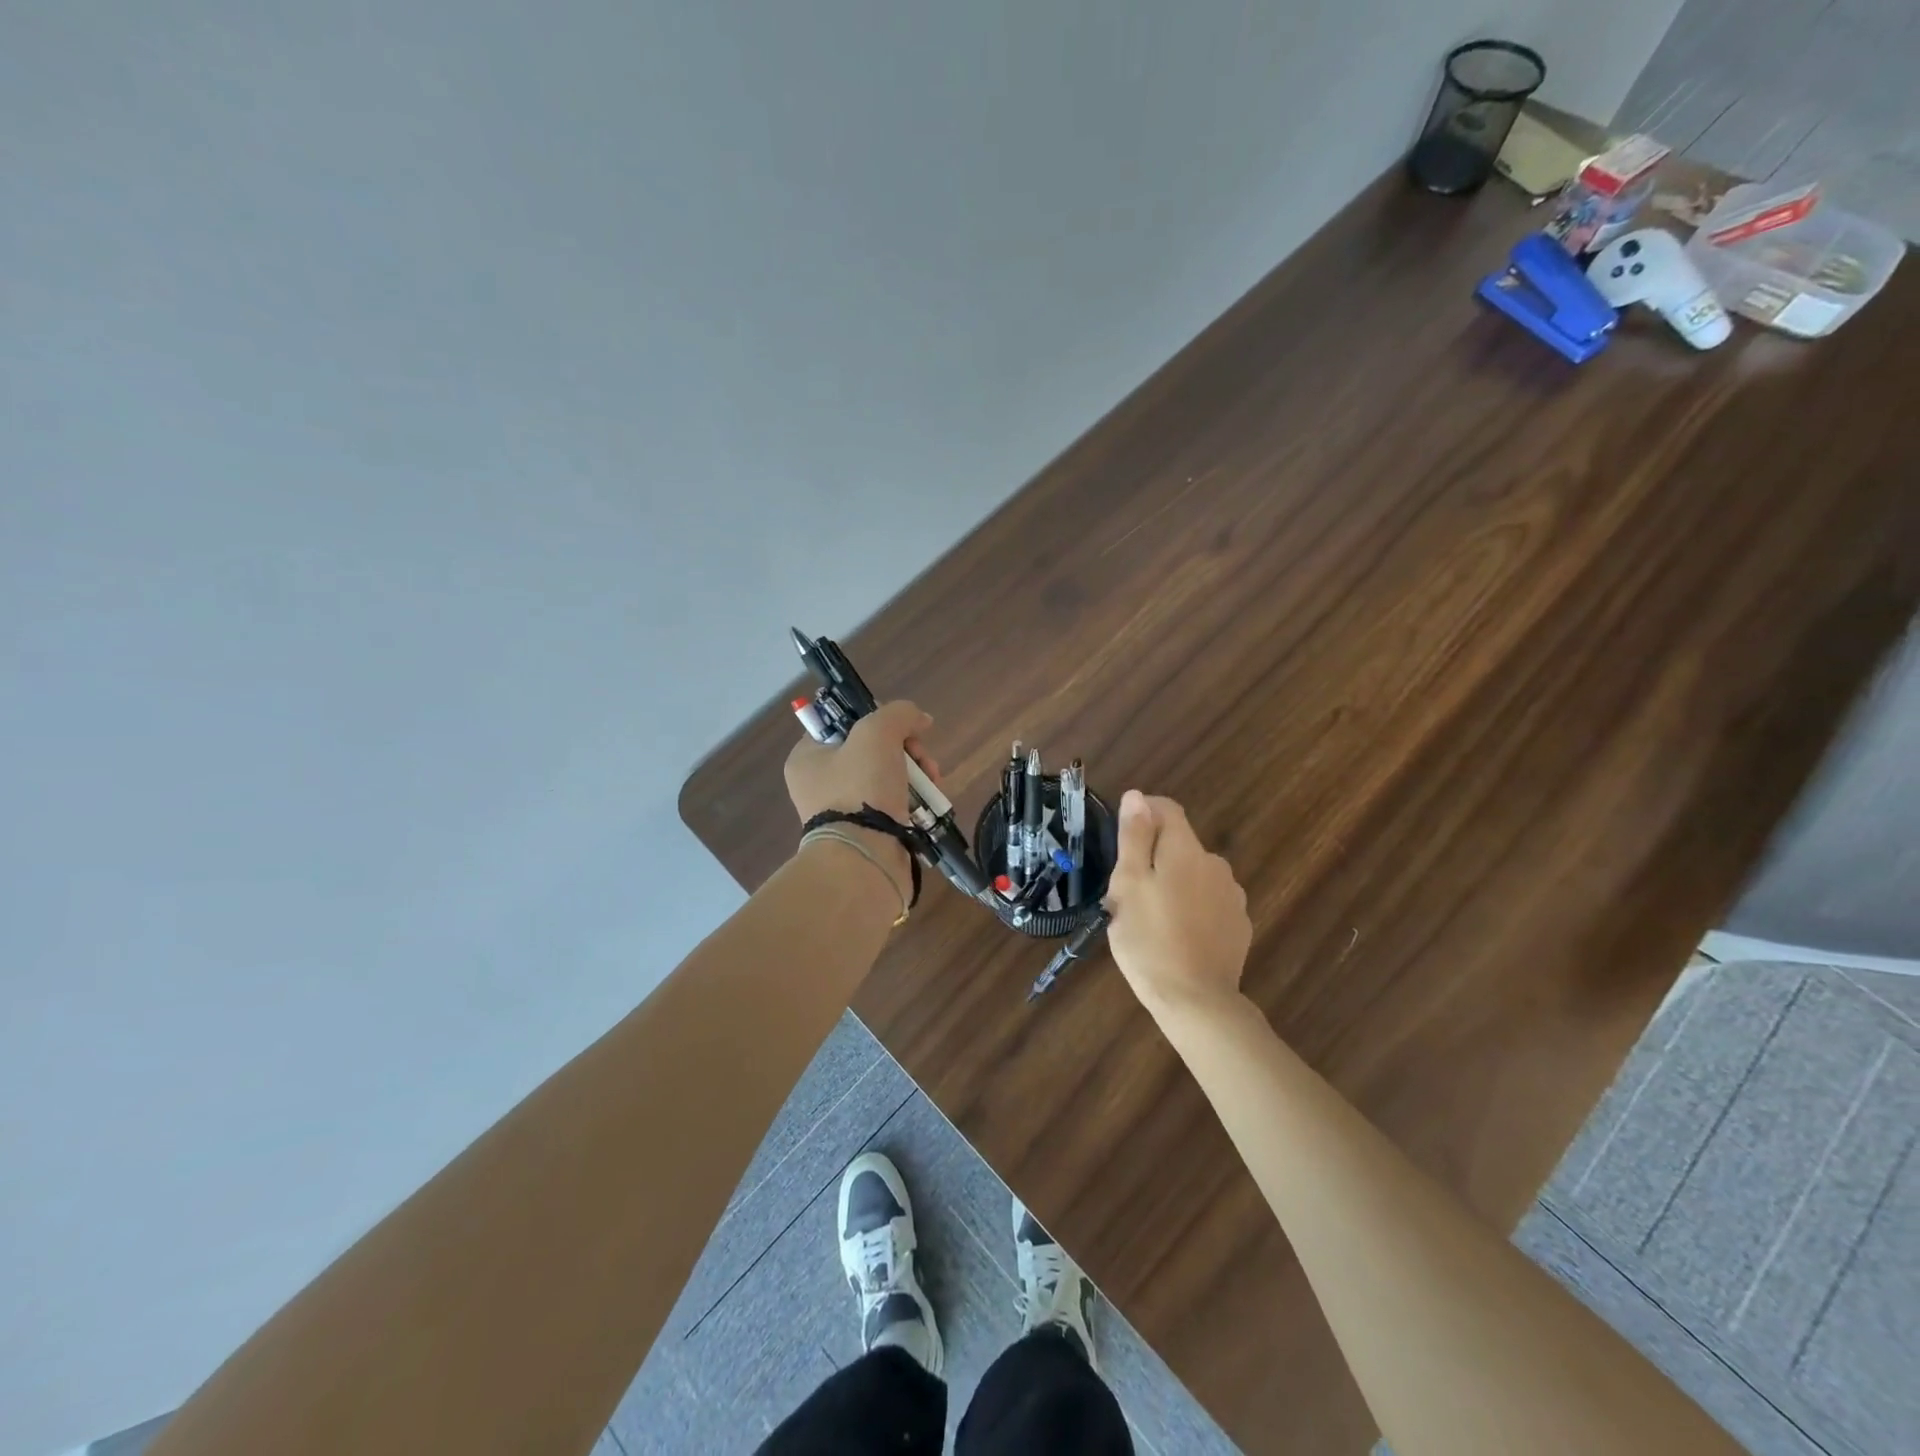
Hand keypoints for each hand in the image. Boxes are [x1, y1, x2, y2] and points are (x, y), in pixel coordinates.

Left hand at [784, 699, 941, 824]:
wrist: (866, 857)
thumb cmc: (861, 788)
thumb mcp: (877, 733)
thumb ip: (899, 714)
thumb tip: (920, 718)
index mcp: (807, 758)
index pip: (842, 724)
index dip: (875, 719)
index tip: (900, 729)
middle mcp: (820, 784)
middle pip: (872, 750)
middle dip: (906, 750)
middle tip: (922, 760)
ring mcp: (843, 811)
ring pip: (888, 777)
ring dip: (916, 775)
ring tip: (932, 784)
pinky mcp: (867, 832)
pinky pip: (894, 804)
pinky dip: (914, 800)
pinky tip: (929, 803)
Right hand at [1104, 790, 1251, 1017]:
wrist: (1196, 1001)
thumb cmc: (1149, 939)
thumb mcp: (1128, 885)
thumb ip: (1134, 837)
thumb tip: (1137, 796)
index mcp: (1186, 850)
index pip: (1167, 808)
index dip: (1142, 813)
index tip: (1120, 838)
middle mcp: (1215, 864)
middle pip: (1179, 844)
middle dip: (1153, 857)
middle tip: (1126, 892)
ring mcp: (1232, 897)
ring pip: (1194, 875)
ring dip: (1173, 883)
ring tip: (1150, 917)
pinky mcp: (1238, 925)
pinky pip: (1209, 902)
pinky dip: (1191, 908)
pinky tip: (1176, 935)